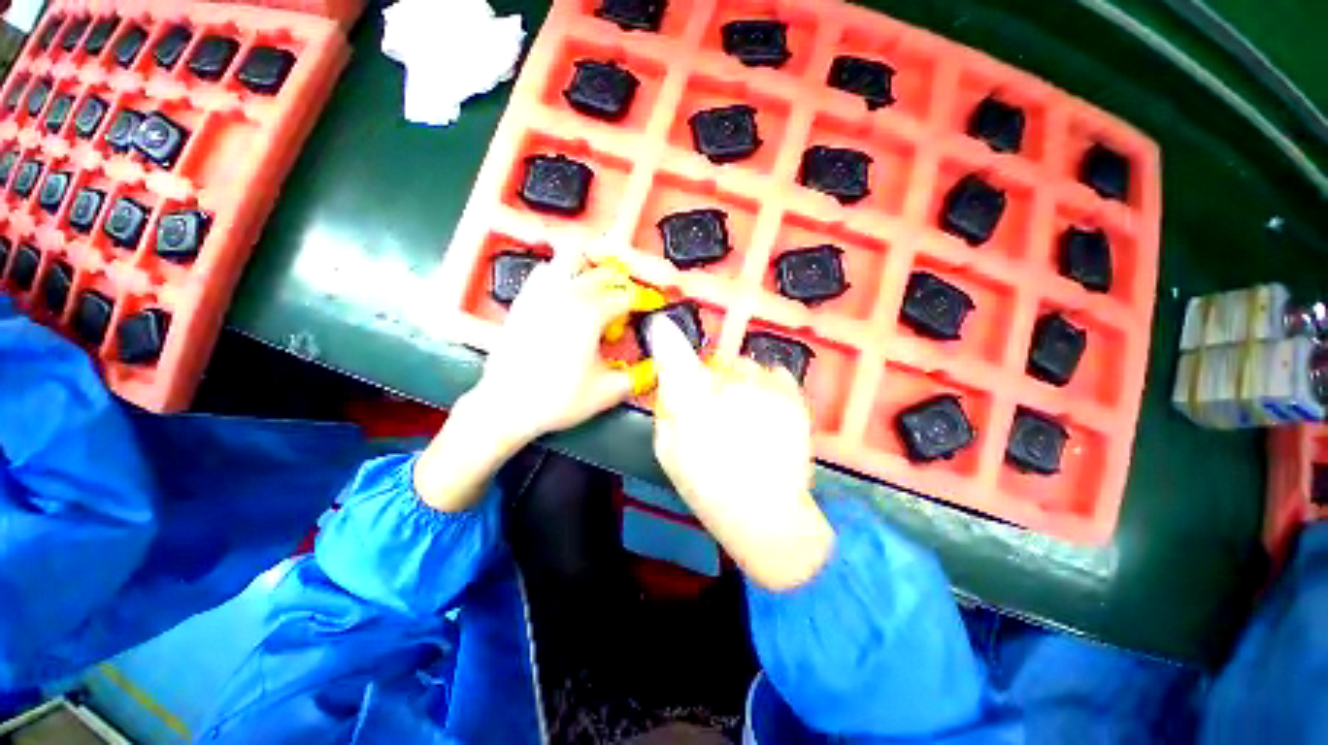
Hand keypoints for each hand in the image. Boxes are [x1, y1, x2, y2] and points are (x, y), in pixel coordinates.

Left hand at [472, 242, 640, 444]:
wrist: (506, 406)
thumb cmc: (558, 399)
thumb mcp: (608, 391)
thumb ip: (639, 376)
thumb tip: (657, 366)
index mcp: (591, 313)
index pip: (629, 296)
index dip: (645, 302)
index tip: (653, 309)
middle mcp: (567, 294)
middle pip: (605, 273)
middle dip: (624, 285)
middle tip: (631, 304)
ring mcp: (542, 293)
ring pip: (573, 260)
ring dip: (593, 270)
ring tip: (601, 290)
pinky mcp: (524, 300)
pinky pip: (547, 272)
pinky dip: (564, 274)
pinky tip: (569, 293)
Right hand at [649, 317, 833, 589]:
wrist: (766, 514)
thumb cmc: (707, 486)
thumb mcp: (667, 450)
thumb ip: (666, 408)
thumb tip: (670, 381)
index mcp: (691, 400)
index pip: (672, 351)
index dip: (665, 336)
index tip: (661, 328)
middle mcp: (728, 383)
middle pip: (714, 362)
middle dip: (710, 379)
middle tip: (714, 411)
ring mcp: (764, 387)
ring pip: (745, 367)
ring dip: (740, 383)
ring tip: (745, 417)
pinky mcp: (793, 395)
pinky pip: (773, 372)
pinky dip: (766, 386)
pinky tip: (764, 413)